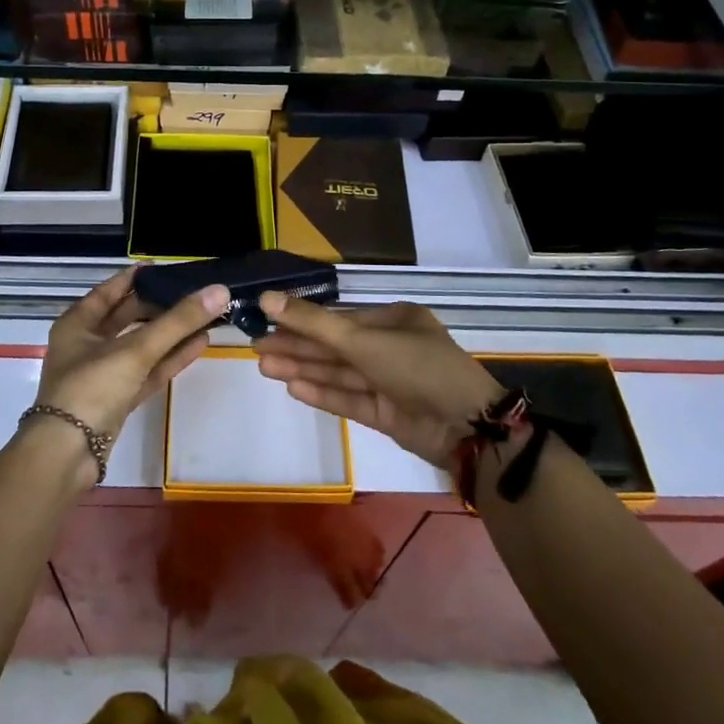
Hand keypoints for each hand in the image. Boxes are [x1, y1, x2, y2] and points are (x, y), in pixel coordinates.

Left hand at [35, 267, 228, 442]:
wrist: (67, 455)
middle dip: (160, 306)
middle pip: (128, 318)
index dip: (138, 278)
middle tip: (193, 291)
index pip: (111, 291)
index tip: (168, 268)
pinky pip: (148, 371)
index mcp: (77, 324)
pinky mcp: (118, 400)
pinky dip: (171, 358)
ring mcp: (103, 374)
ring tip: (205, 315)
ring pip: (142, 346)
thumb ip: (178, 321)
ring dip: (171, 333)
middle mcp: (87, 345)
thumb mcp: (135, 350)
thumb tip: (220, 290)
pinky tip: (199, 344)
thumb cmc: (91, 388)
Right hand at [253, 295, 501, 465]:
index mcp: (394, 321)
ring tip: (264, 367)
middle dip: (297, 348)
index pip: (339, 319)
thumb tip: (266, 297)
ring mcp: (389, 383)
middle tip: (257, 348)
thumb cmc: (417, 367)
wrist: (466, 427)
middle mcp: (391, 348)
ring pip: (339, 374)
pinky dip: (323, 393)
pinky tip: (293, 388)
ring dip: (303, 370)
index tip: (267, 322)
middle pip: (335, 347)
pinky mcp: (387, 414)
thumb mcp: (363, 340)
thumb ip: (313, 323)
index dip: (301, 321)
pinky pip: (349, 399)